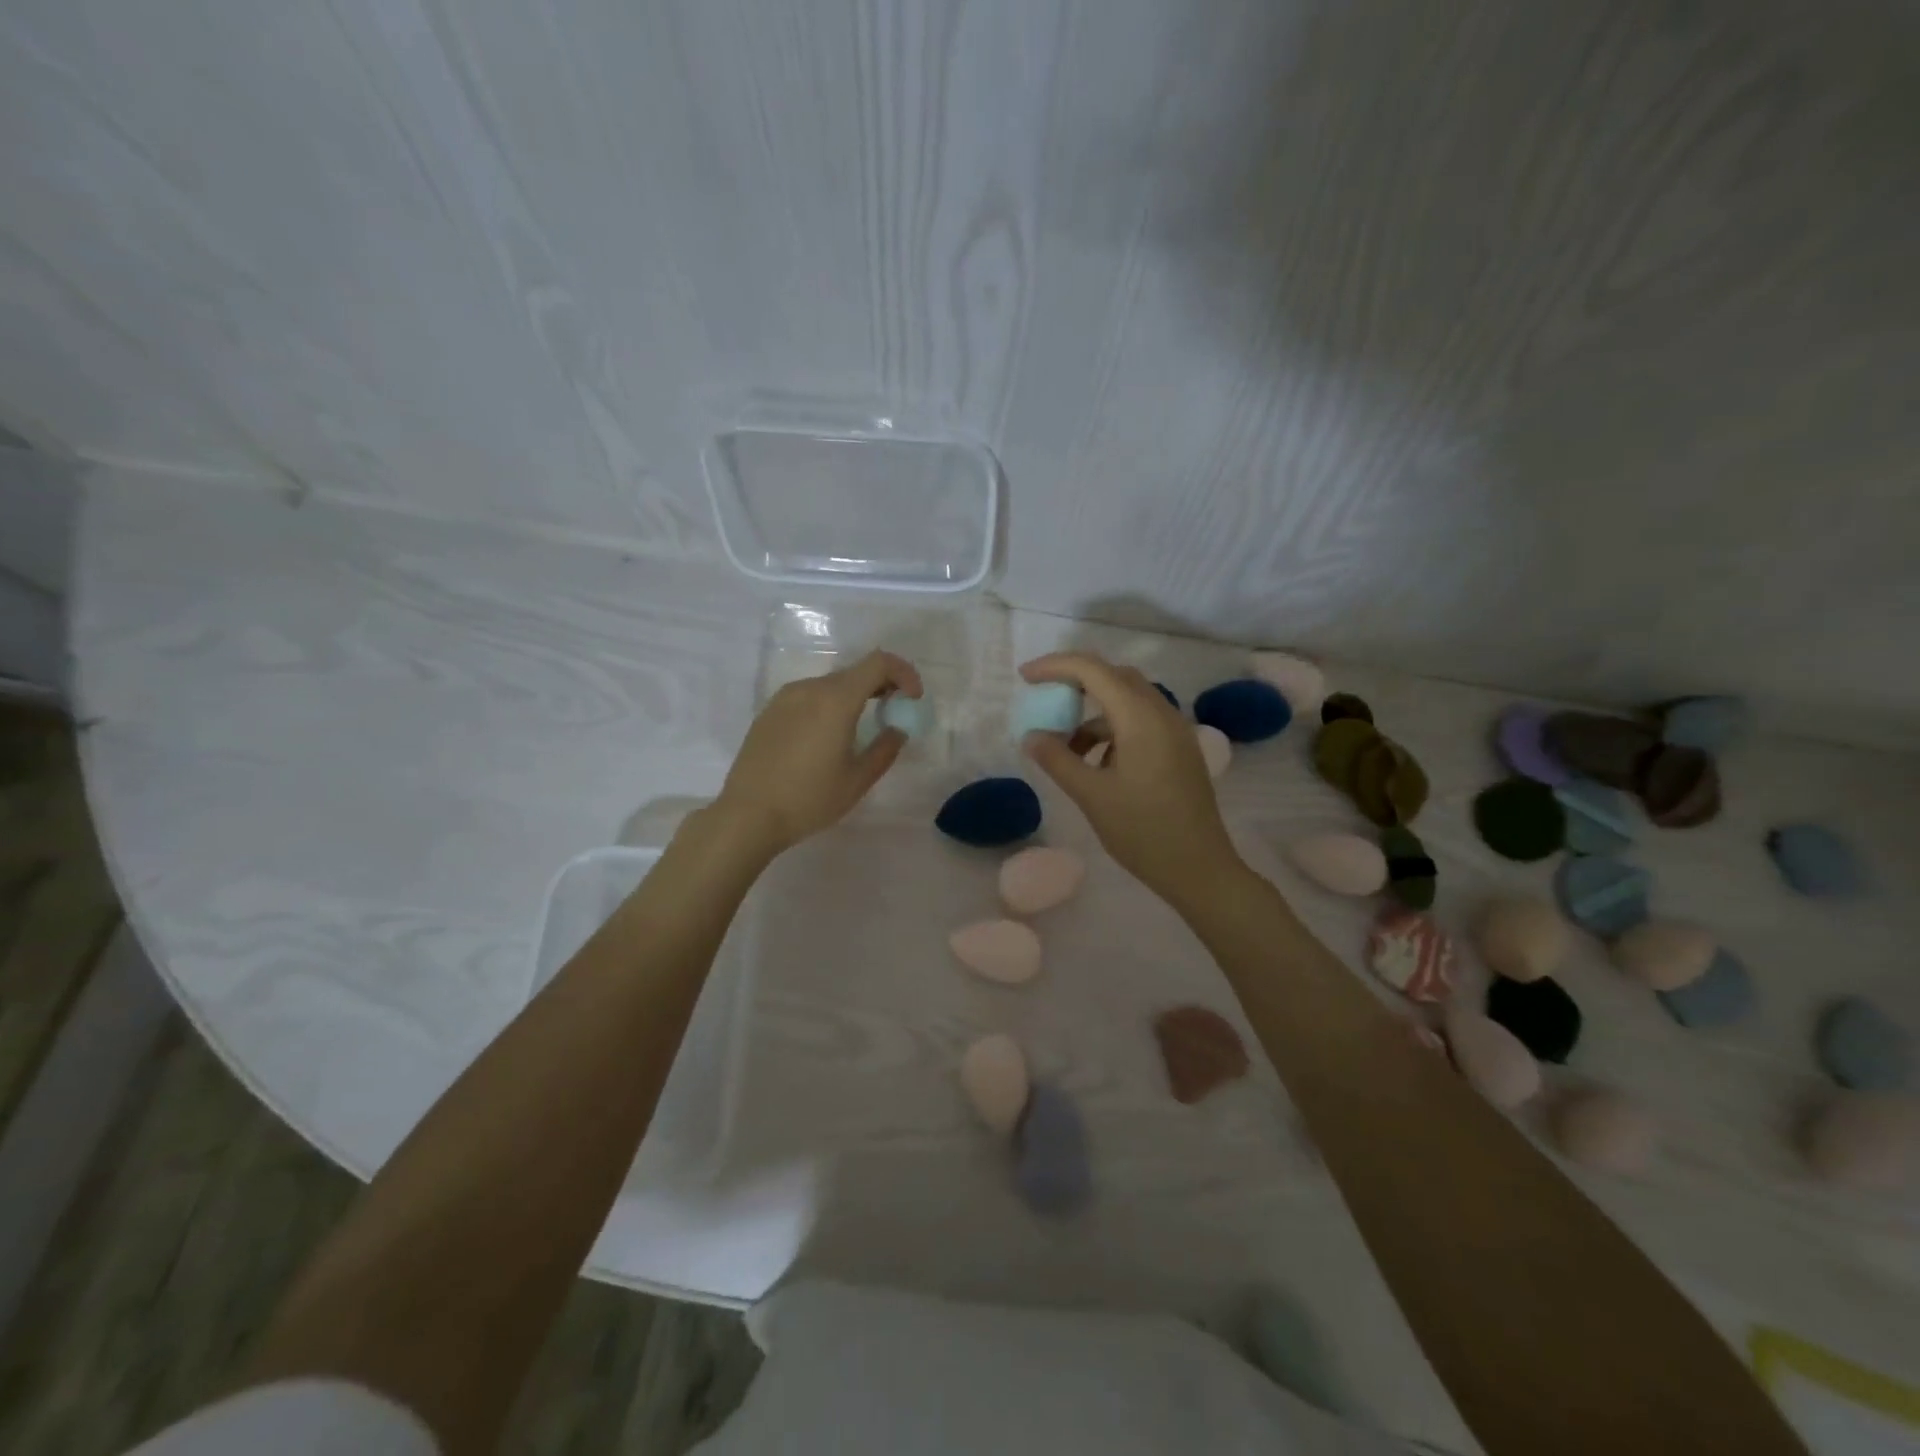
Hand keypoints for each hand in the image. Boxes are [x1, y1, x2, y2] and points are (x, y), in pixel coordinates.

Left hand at [712, 650, 922, 857]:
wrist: (747, 815)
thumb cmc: (809, 799)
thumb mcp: (858, 779)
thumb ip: (885, 748)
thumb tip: (897, 729)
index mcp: (836, 699)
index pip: (879, 663)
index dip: (904, 673)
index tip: (913, 699)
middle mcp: (810, 688)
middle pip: (855, 672)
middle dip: (882, 686)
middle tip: (894, 713)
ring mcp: (785, 697)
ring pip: (831, 684)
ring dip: (855, 696)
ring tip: (861, 728)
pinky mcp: (769, 711)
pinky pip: (809, 697)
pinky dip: (829, 704)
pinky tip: (828, 737)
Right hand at [1020, 652, 1242, 907]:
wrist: (1200, 870)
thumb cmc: (1143, 832)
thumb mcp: (1091, 795)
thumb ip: (1057, 759)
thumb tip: (1031, 736)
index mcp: (1141, 718)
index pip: (1093, 670)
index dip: (1056, 666)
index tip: (1024, 677)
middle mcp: (1163, 713)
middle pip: (1114, 676)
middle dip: (1075, 681)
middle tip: (1044, 699)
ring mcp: (1176, 731)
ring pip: (1128, 701)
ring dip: (1093, 713)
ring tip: (1065, 747)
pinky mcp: (1180, 750)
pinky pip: (1141, 722)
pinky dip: (1112, 730)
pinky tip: (1096, 764)